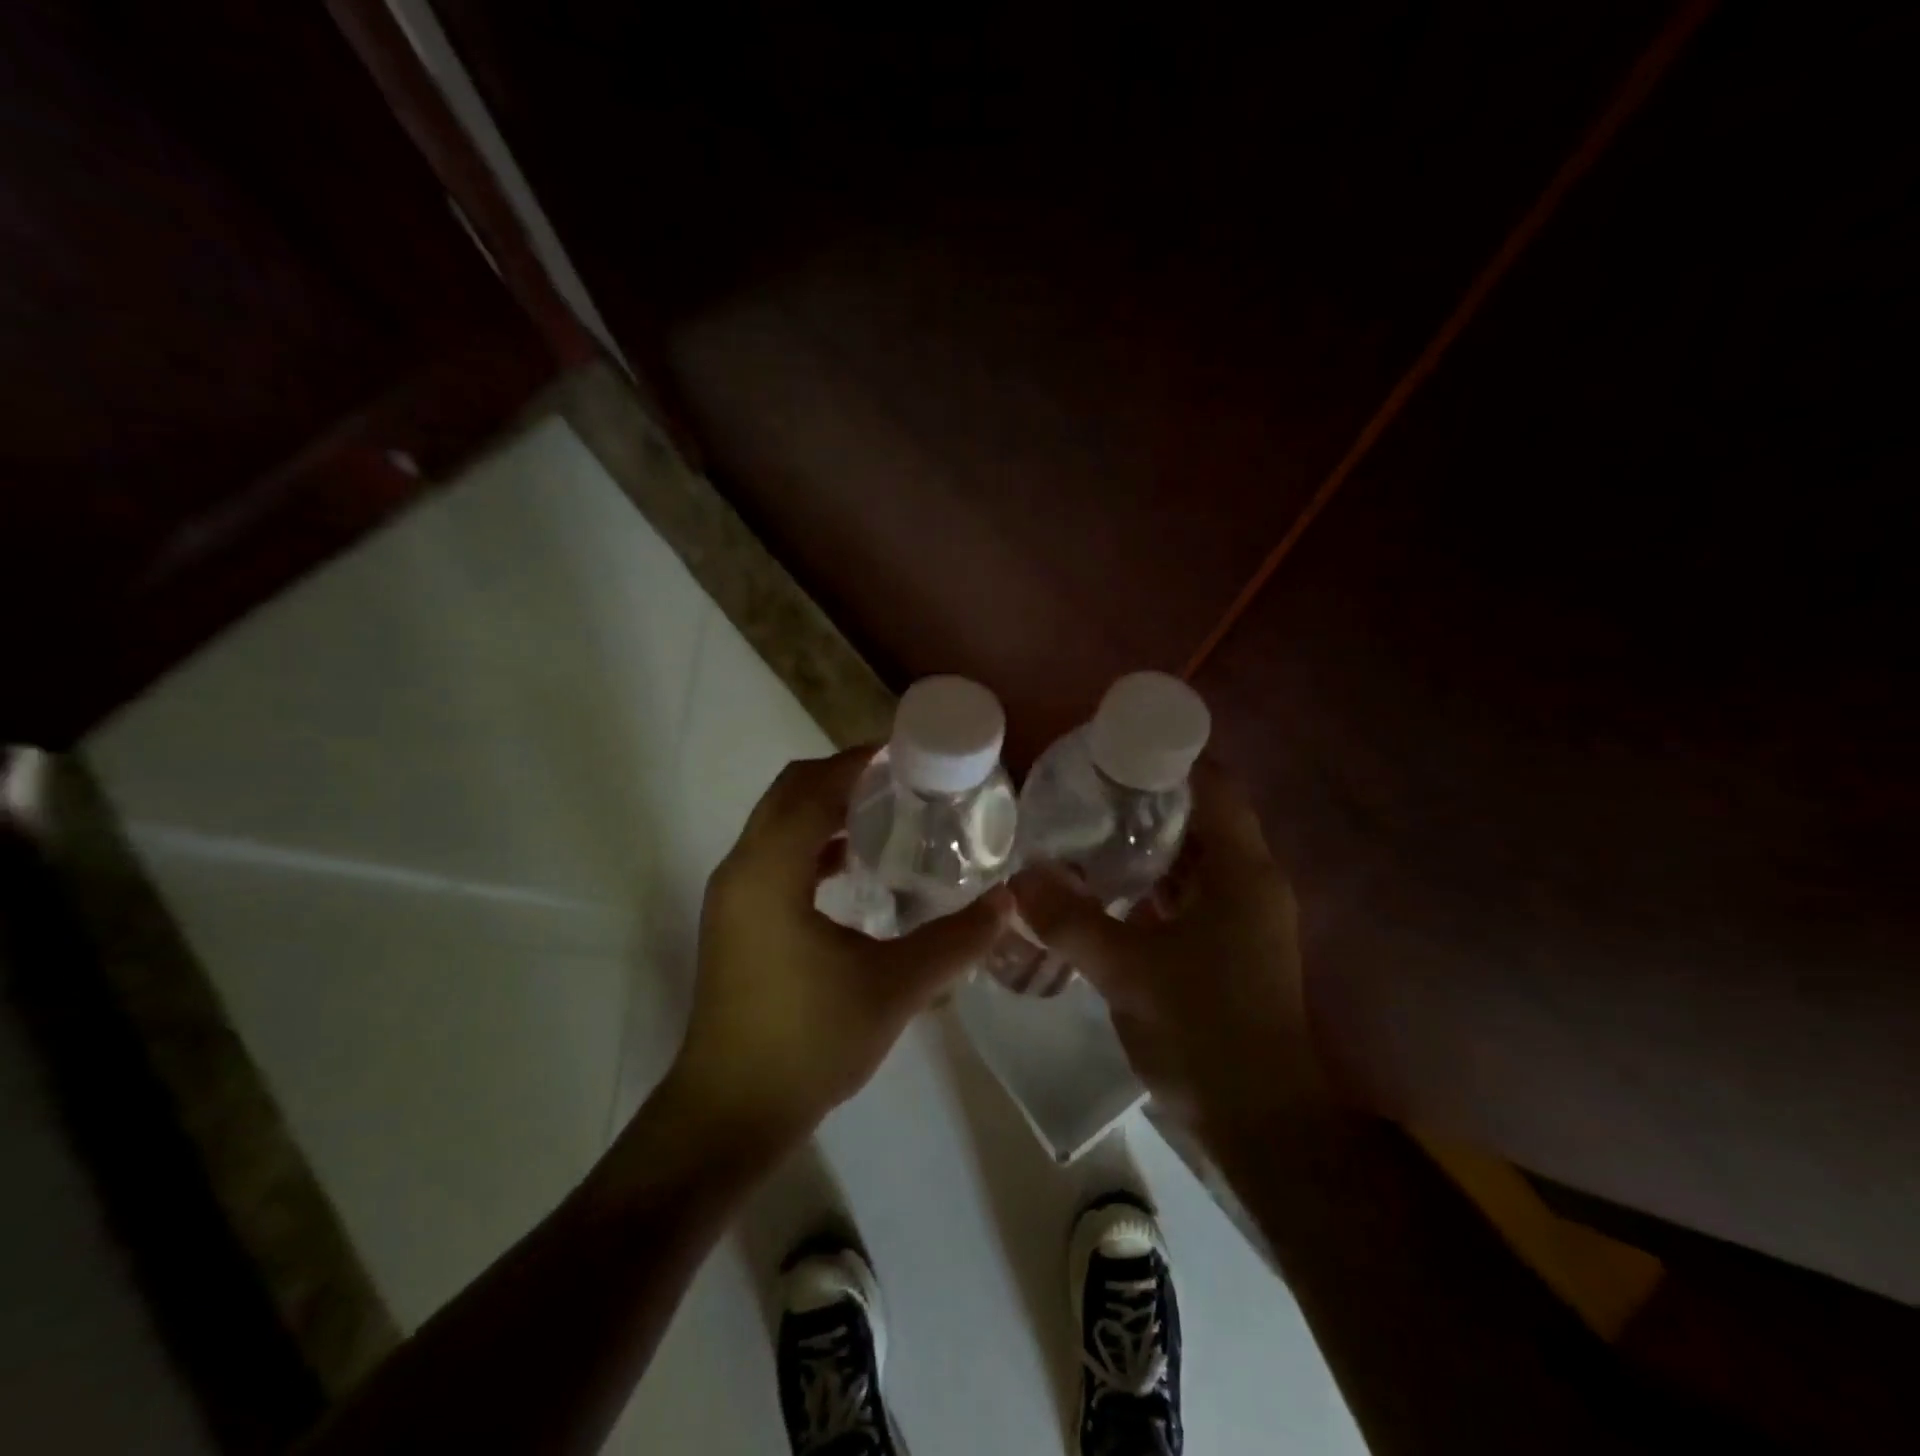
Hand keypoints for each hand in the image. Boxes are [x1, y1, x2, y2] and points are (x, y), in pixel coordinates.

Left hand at [667, 747, 1013, 1150]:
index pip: (814, 786)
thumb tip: (1009, 904)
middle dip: (843, 775)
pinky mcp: (736, 921)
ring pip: (779, 823)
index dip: (859, 760)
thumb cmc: (808, 1043)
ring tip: (888, 814)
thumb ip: (955, 941)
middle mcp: (742, 869)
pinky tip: (856, 868)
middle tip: (904, 779)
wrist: (729, 1114)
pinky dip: (813, 844)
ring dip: (827, 808)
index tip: (908, 750)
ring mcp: (733, 897)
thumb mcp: (894, 988)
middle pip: (790, 792)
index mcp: (770, 871)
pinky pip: (775, 856)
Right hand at [1010, 764, 1324, 1138]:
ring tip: (1088, 828)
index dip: (1171, 757)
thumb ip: (1070, 920)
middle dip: (1148, 799)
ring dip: (1148, 844)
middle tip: (1087, 788)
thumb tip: (1018, 877)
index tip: (1116, 747)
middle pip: (1201, 818)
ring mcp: (1242, 919)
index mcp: (1242, 872)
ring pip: (1193, 860)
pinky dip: (1152, 885)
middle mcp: (1250, 884)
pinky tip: (1107, 887)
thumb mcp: (1128, 971)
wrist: (1260, 1123)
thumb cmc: (1204, 1031)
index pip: (1215, 785)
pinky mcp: (1228, 948)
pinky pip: (1188, 896)